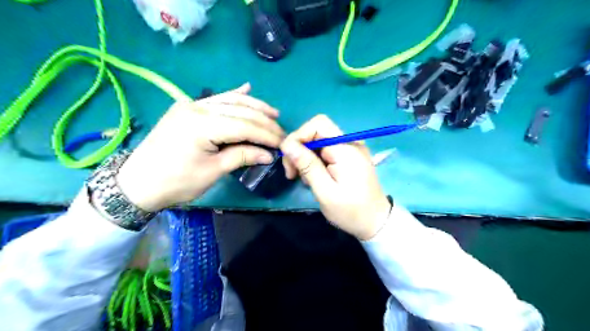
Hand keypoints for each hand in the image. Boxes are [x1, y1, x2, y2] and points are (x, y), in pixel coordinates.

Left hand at [116, 83, 283, 211]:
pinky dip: (233, 96)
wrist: (137, 184)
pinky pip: (215, 99)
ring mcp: (190, 105)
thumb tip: (268, 154)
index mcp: (202, 125)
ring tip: (273, 113)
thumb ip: (242, 156)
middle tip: (281, 132)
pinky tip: (246, 89)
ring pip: (229, 100)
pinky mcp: (187, 108)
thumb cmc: (176, 182)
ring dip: (254, 106)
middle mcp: (197, 108)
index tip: (283, 143)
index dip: (266, 134)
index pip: (244, 125)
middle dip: (264, 121)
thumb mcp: (212, 172)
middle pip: (240, 111)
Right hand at [281, 115, 390, 240]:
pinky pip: (326, 150)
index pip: (318, 124)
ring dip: (306, 157)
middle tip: (292, 174)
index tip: (289, 160)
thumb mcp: (325, 191)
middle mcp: (350, 142)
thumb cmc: (350, 211)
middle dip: (299, 149)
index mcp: (346, 148)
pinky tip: (314, 177)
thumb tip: (287, 144)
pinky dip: (315, 161)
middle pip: (316, 132)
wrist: (376, 222)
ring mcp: (351, 148)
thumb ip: (307, 165)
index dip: (299, 136)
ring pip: (318, 142)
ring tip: (305, 180)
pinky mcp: (349, 156)